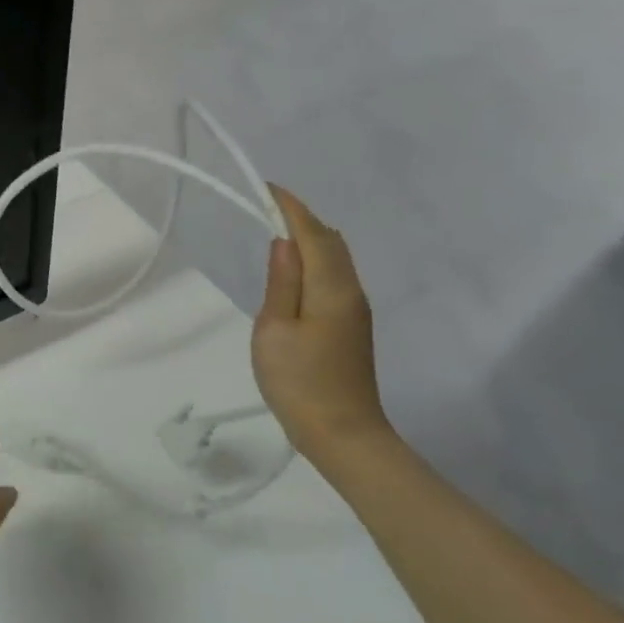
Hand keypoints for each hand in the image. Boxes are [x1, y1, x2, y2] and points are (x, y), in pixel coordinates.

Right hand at [251, 185, 390, 458]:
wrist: (343, 434)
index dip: (291, 208)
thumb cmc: (300, 383)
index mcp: (332, 288)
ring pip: (336, 259)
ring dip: (310, 240)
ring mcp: (356, 309)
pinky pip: (335, 277)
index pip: (314, 234)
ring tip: (276, 234)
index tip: (267, 188)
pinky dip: (316, 260)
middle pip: (332, 241)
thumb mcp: (275, 330)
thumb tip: (283, 242)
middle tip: (267, 210)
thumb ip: (282, 282)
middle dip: (302, 219)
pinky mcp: (352, 326)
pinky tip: (295, 271)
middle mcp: (352, 291)